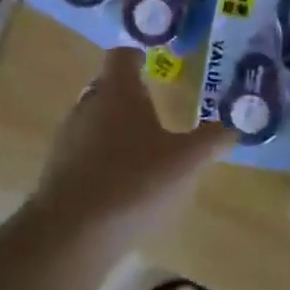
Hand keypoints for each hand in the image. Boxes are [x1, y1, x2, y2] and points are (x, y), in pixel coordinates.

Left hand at [33, 48, 234, 236]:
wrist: (72, 233)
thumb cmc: (134, 182)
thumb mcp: (186, 162)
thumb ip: (211, 140)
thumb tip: (233, 126)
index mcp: (117, 92)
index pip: (122, 56)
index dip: (138, 55)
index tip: (151, 62)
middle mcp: (87, 106)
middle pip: (106, 87)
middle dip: (128, 93)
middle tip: (154, 104)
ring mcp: (67, 139)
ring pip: (93, 119)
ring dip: (114, 126)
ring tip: (142, 146)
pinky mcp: (57, 170)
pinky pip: (83, 150)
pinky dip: (102, 155)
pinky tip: (121, 180)